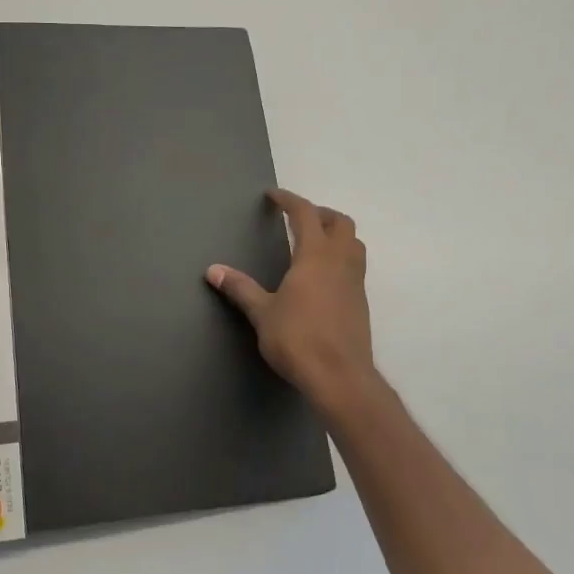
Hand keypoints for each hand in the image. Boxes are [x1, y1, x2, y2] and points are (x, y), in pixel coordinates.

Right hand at [207, 188, 376, 412]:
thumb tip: (213, 270)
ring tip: (313, 243)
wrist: (340, 378)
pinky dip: (340, 259)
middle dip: (320, 214)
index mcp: (315, 256)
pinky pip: (355, 267)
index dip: (289, 200)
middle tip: (298, 218)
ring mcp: (355, 283)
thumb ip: (240, 288)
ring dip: (336, 235)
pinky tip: (321, 278)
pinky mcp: (360, 304)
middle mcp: (340, 262)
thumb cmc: (298, 339)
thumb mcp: (262, 313)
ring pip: (354, 244)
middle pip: (341, 222)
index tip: (273, 196)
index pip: (305, 214)